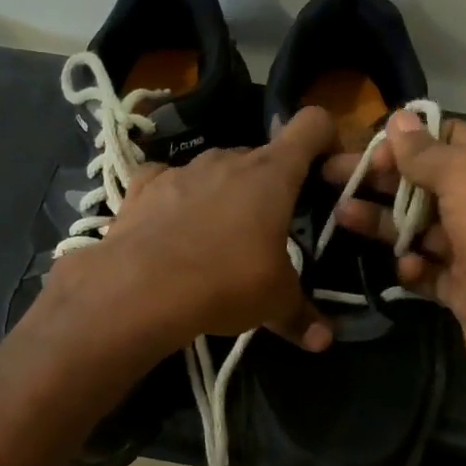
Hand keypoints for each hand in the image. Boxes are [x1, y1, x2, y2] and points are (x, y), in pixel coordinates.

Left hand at [50, 106, 336, 353]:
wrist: (139, 288)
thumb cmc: (225, 282)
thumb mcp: (274, 302)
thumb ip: (302, 316)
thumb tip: (324, 341)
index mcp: (272, 174)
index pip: (312, 125)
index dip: (326, 138)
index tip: (326, 170)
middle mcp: (228, 159)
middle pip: (261, 157)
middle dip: (270, 185)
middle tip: (270, 228)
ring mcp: (182, 169)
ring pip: (215, 170)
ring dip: (223, 193)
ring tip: (217, 238)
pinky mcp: (143, 185)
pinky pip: (167, 181)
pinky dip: (174, 197)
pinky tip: (170, 227)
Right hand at [326, 111, 465, 407]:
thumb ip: (427, 151)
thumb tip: (398, 121)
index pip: (448, 139)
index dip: (404, 141)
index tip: (363, 150)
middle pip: (427, 183)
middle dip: (382, 180)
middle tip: (332, 177)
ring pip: (422, 228)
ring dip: (385, 222)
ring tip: (343, 217)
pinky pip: (430, 271)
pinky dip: (413, 267)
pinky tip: (404, 268)